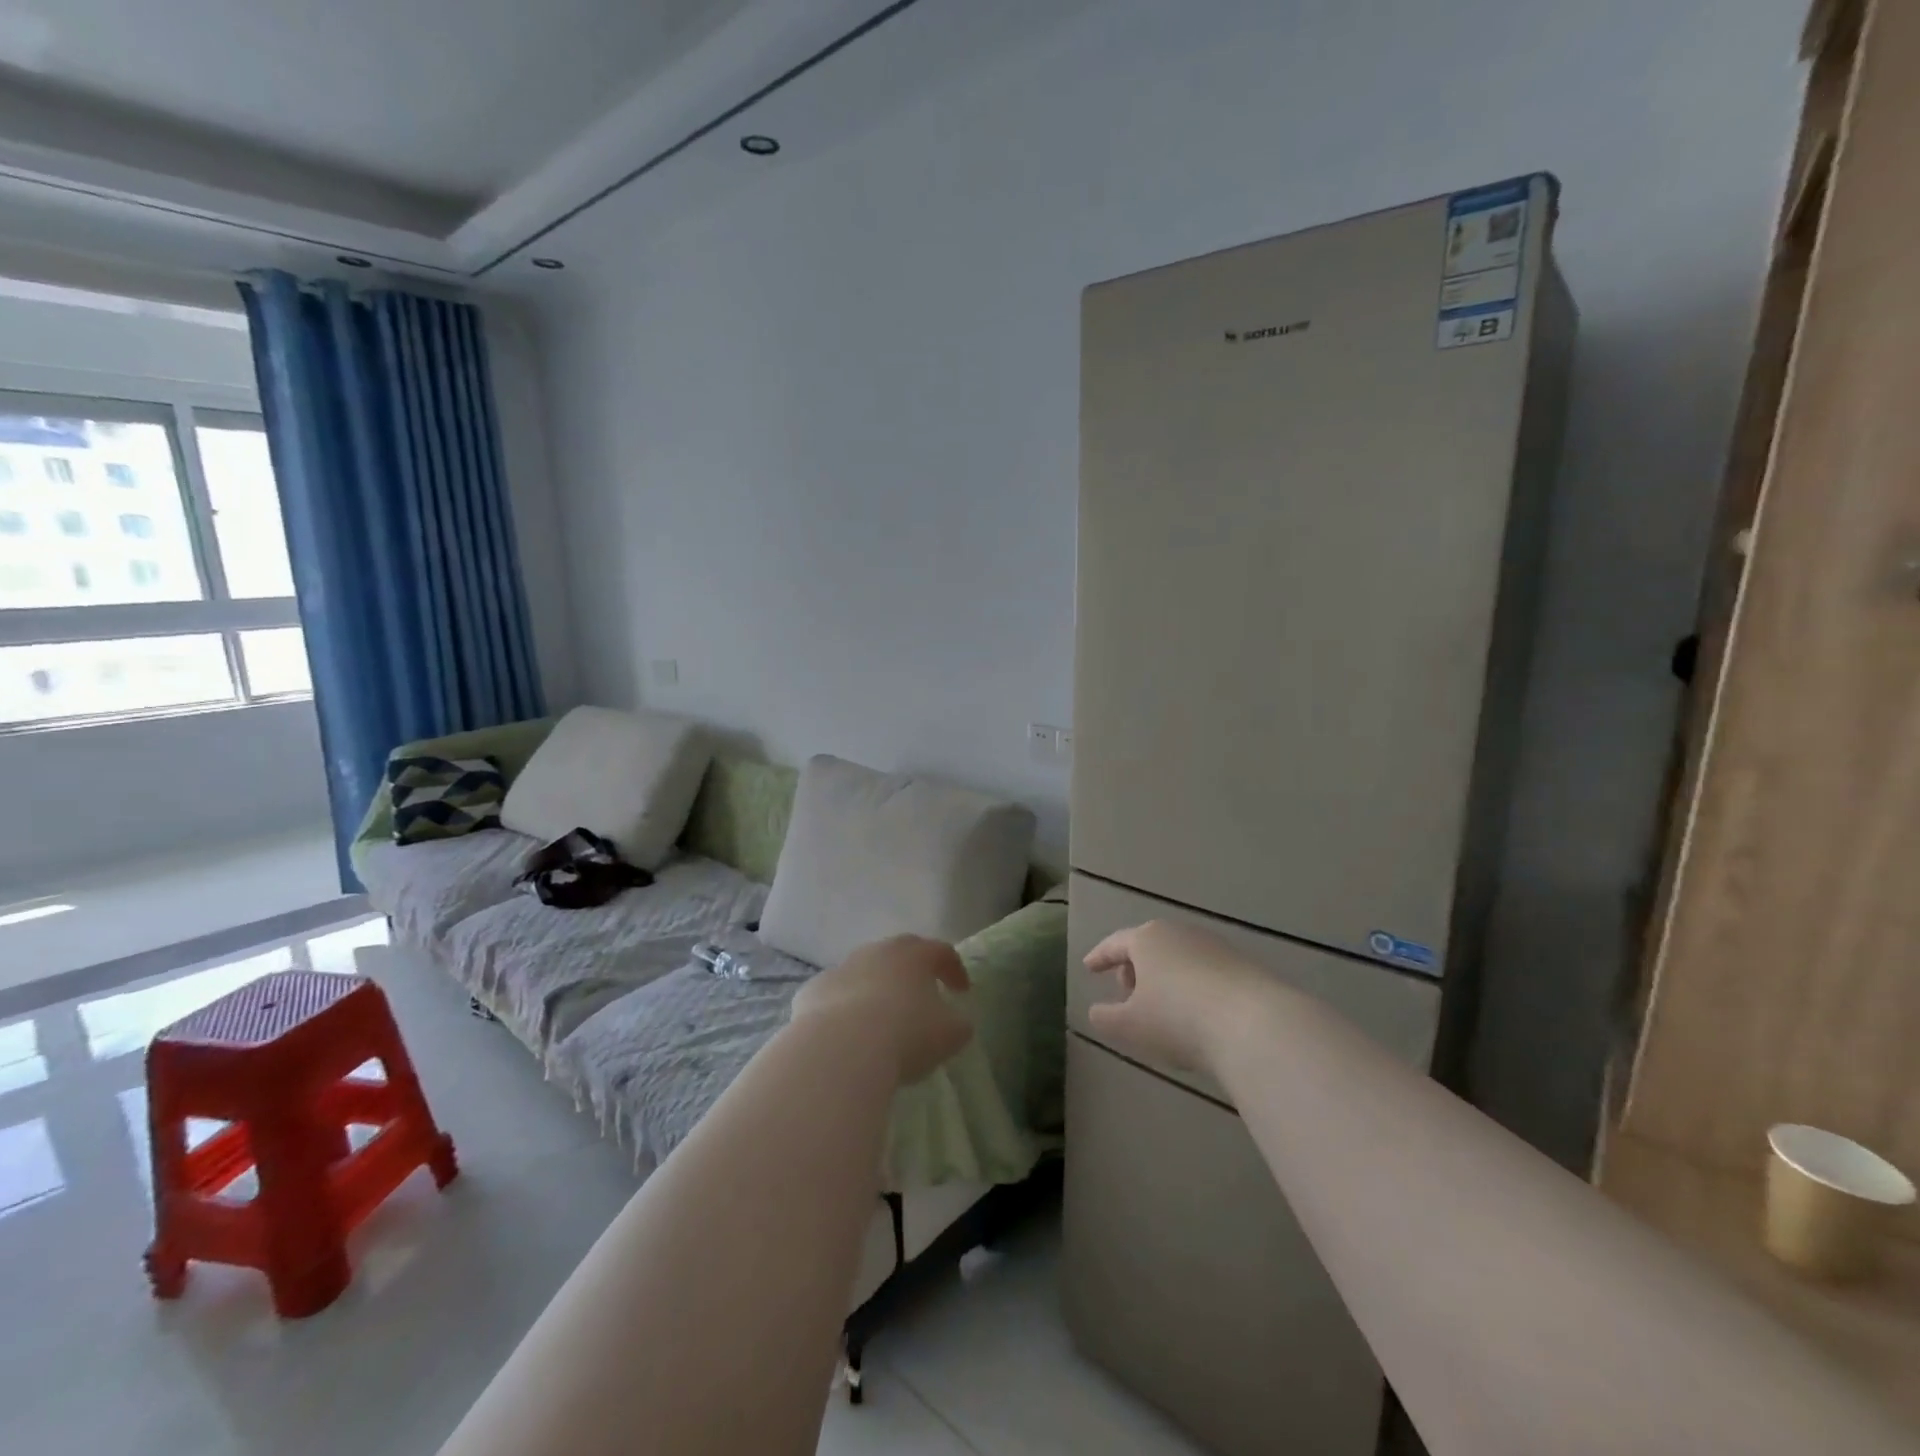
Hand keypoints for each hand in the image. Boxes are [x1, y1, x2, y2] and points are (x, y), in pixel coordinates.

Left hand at [790, 935, 973, 1086]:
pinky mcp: (812, 991)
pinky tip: (847, 1032)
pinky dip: (844, 1007)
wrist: (839, 1049)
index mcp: (915, 955)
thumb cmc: (905, 1035)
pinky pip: (835, 995)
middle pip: (900, 952)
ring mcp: (841, 968)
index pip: (941, 951)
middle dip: (913, 970)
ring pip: (864, 971)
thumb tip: (956, 1021)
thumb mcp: (950, 1034)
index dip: (954, 969)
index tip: (961, 991)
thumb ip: (958, 1023)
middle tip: (921, 994)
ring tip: (882, 1017)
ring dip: (875, 987)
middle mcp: (877, 952)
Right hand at [1084, 919, 1272, 1077]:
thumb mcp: (1130, 1026)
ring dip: (1164, 977)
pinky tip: (1195, 1011)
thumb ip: (1106, 1018)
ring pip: (1178, 957)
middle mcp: (1179, 933)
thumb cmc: (1178, 1019)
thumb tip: (1095, 1012)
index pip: (1115, 943)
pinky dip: (1191, 985)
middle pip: (1148, 945)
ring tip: (1160, 1004)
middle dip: (1134, 966)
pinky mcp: (1242, 965)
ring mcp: (1214, 946)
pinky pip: (1204, 971)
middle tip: (1125, 990)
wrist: (1254, 1025)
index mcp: (1146, 939)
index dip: (1100, 956)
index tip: (1088, 967)